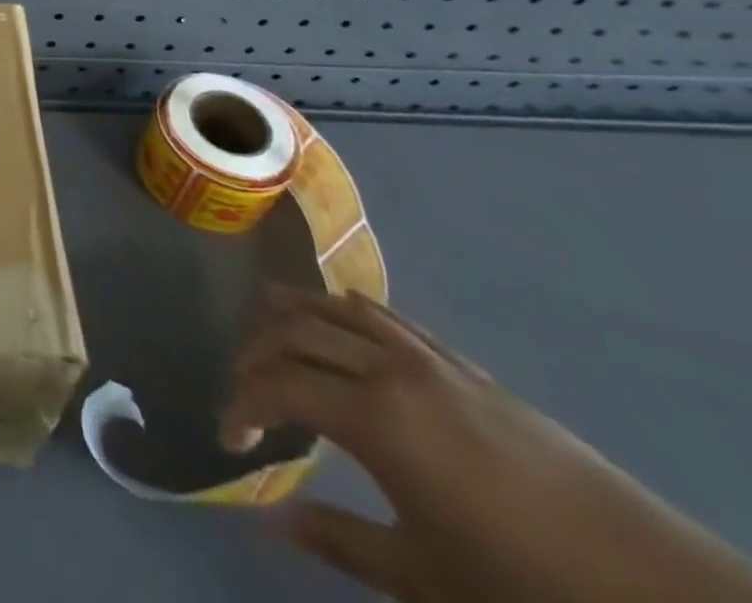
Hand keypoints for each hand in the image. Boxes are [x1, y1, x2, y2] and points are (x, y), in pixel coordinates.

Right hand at [223, 288, 751, 602]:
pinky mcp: (466, 368)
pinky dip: (351, 309)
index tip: (229, 435)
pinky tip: (342, 311)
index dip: (244, 404)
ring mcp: (431, 362)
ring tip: (265, 309)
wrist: (654, 587)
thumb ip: (340, 541)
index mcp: (372, 417)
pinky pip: (391, 320)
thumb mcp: (425, 579)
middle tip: (241, 381)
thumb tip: (269, 520)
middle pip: (299, 334)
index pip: (280, 387)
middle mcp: (390, 370)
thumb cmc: (523, 585)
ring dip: (297, 310)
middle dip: (258, 352)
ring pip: (341, 311)